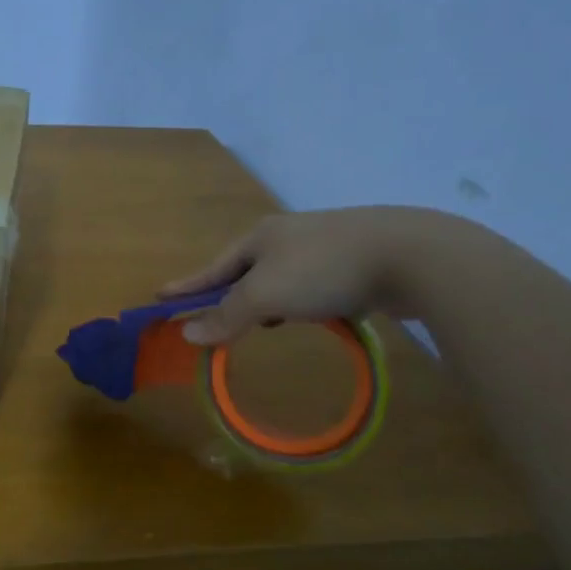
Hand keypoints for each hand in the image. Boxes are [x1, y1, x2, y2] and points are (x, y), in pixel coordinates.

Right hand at [161, 207, 467, 343]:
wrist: (410, 254)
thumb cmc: (324, 270)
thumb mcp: (265, 296)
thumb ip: (226, 316)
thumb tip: (187, 334)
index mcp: (260, 237)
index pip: (212, 267)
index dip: (186, 286)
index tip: (160, 297)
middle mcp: (288, 236)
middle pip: (245, 269)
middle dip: (228, 293)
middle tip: (213, 316)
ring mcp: (323, 245)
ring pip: (281, 277)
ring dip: (267, 300)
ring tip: (264, 323)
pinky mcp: (354, 260)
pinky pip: (312, 285)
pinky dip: (301, 302)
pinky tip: (311, 316)